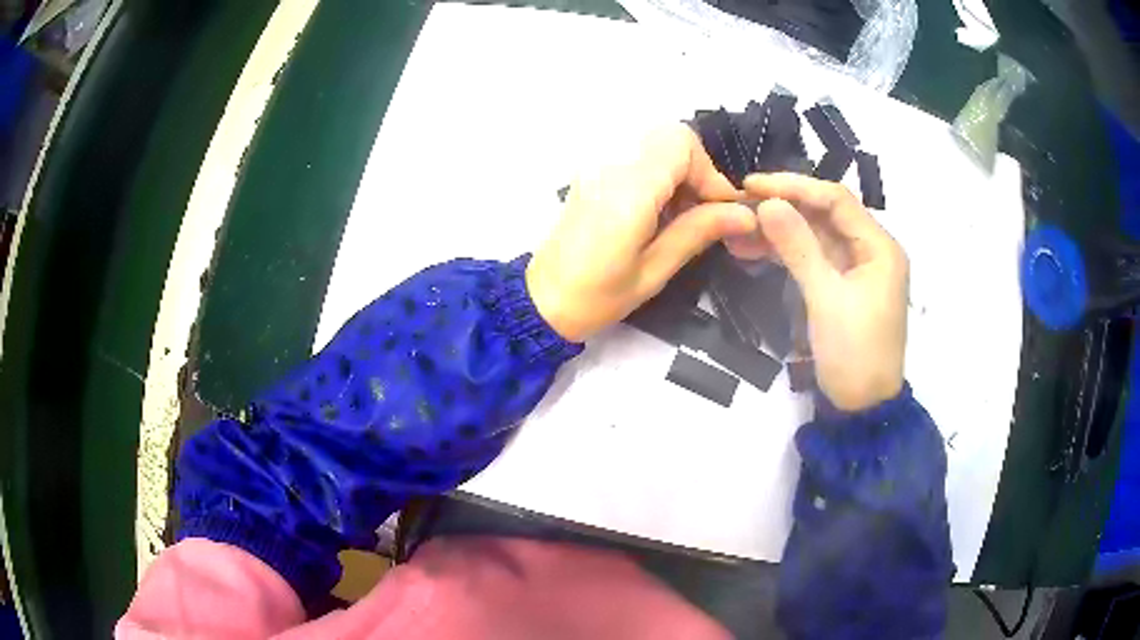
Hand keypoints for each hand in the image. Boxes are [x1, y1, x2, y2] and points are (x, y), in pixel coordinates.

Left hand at [526, 124, 757, 342]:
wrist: (542, 300)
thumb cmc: (597, 297)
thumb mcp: (654, 271)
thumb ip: (698, 232)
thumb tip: (744, 215)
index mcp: (627, 191)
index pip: (681, 145)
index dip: (710, 173)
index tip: (721, 211)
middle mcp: (609, 165)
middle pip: (670, 136)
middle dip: (697, 168)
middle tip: (702, 210)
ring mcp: (596, 165)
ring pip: (654, 143)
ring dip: (678, 170)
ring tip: (682, 214)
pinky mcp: (591, 172)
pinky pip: (636, 155)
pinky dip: (658, 173)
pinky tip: (658, 210)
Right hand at [744, 173, 907, 411]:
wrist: (862, 408)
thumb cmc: (854, 354)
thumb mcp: (826, 298)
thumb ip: (798, 247)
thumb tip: (767, 203)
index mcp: (879, 247)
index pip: (836, 199)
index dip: (793, 186)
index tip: (752, 185)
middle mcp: (871, 250)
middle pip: (825, 215)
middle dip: (783, 207)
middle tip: (739, 204)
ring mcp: (856, 269)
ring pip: (815, 236)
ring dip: (779, 231)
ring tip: (738, 228)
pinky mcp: (842, 286)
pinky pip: (813, 259)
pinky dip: (786, 254)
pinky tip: (754, 250)